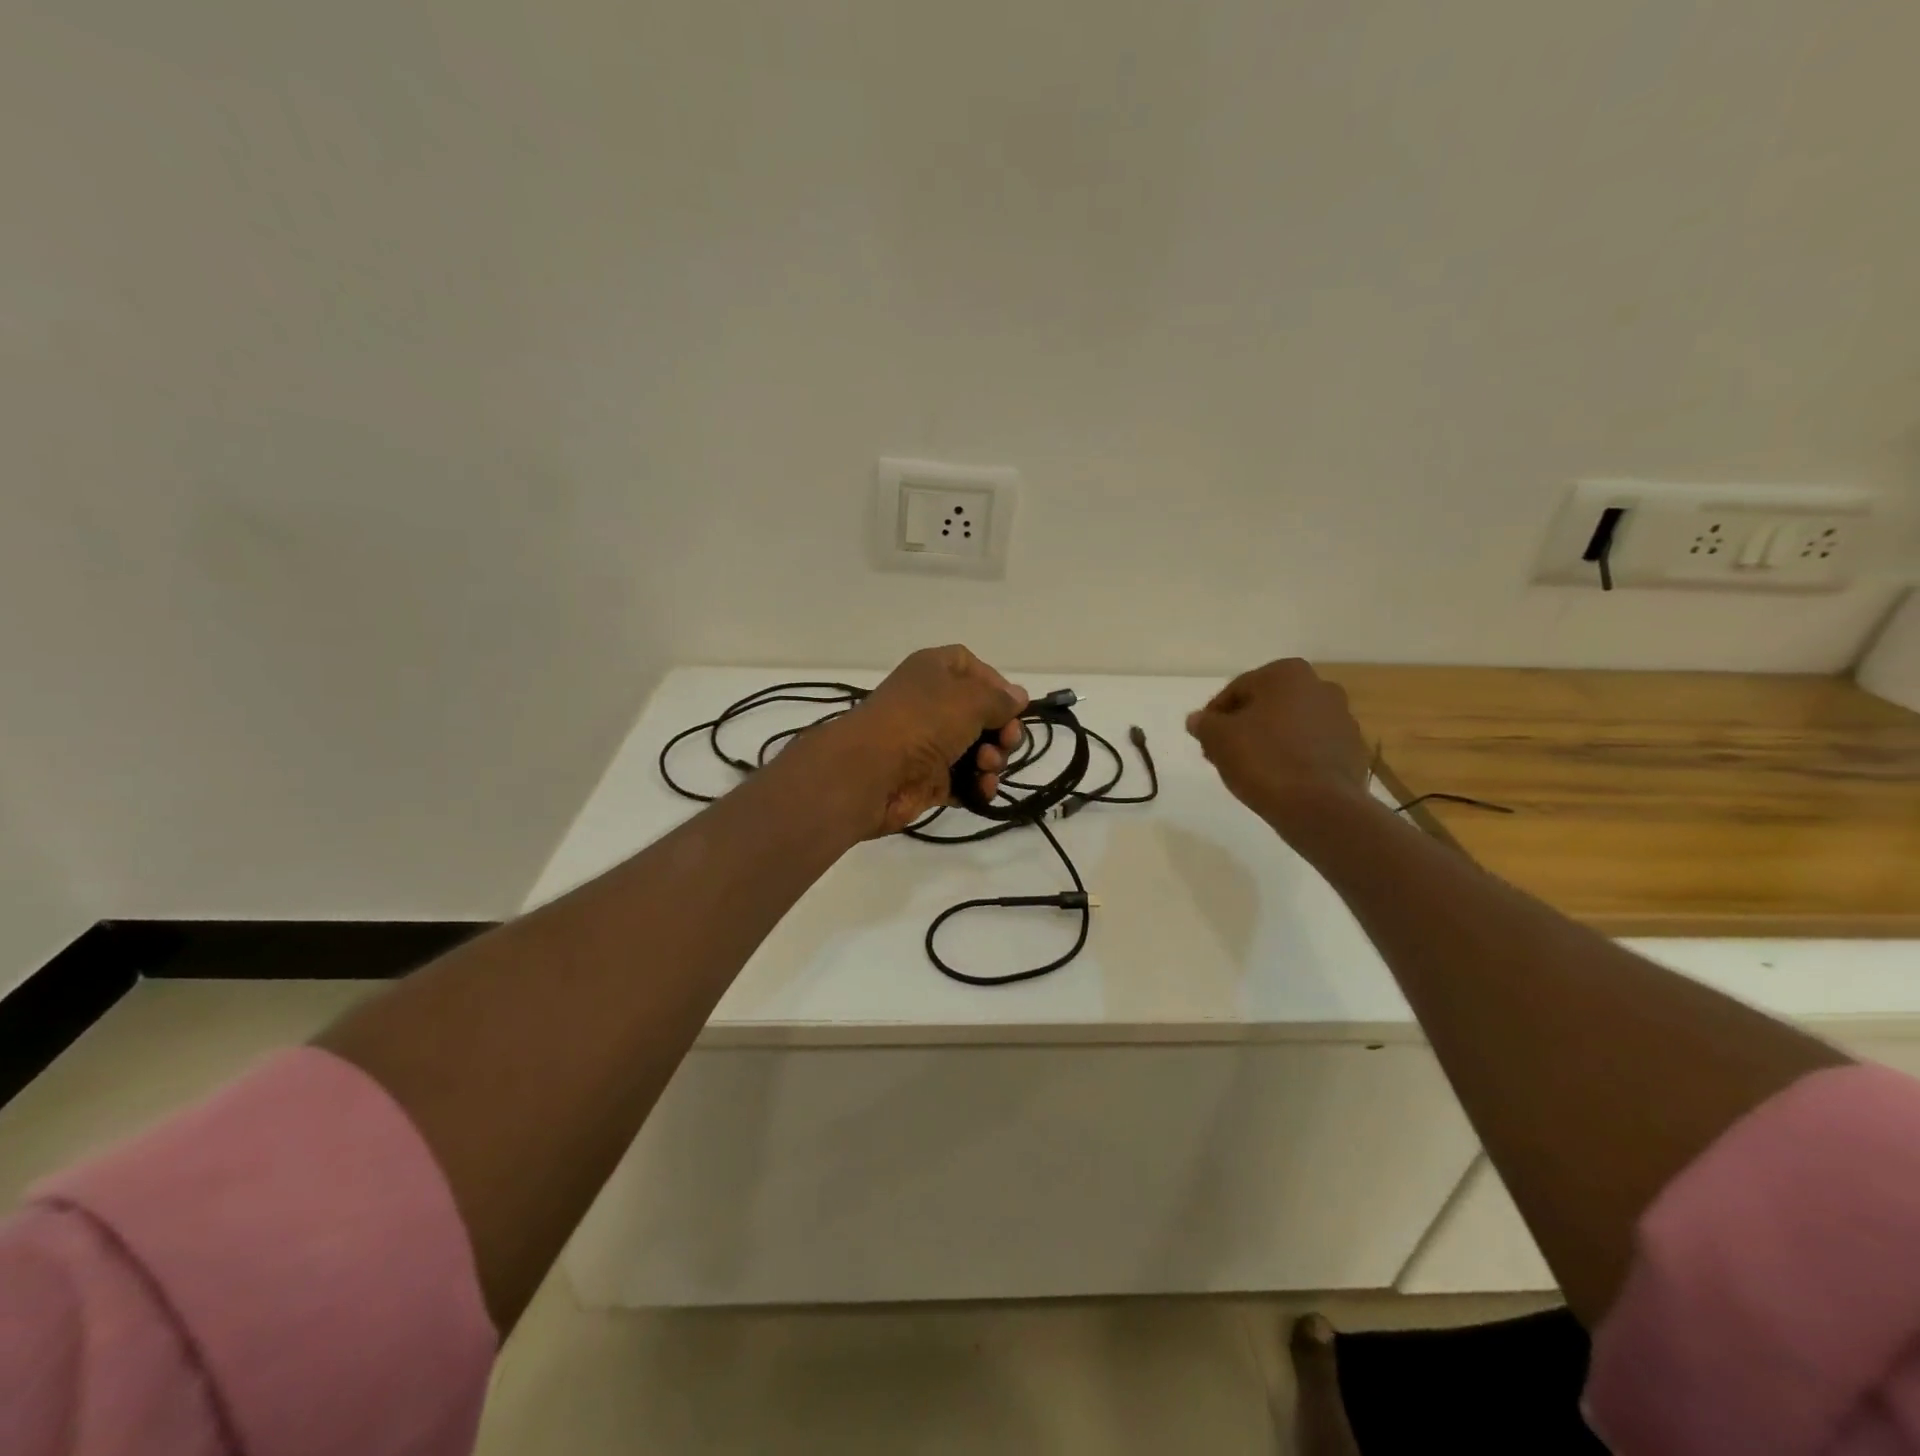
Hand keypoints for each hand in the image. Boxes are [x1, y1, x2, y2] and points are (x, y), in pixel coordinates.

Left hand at [819, 646, 1027, 835]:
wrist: (871, 773)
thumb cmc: (922, 722)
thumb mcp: (970, 700)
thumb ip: (1000, 700)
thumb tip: (1018, 697)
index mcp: (934, 671)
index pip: (972, 667)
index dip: (996, 685)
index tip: (1013, 706)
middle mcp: (931, 703)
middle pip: (981, 714)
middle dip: (1001, 731)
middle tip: (1006, 743)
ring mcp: (930, 743)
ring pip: (977, 749)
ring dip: (992, 760)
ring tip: (986, 768)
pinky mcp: (928, 779)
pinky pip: (964, 780)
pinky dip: (977, 785)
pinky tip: (982, 789)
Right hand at [1185, 659, 1370, 836]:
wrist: (1319, 806)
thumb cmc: (1263, 760)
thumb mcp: (1218, 739)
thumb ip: (1204, 724)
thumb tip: (1198, 720)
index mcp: (1287, 674)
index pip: (1237, 689)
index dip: (1215, 715)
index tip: (1205, 739)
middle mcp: (1320, 687)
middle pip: (1267, 705)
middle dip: (1244, 726)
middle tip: (1223, 753)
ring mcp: (1342, 719)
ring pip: (1291, 726)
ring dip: (1269, 740)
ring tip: (1250, 769)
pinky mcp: (1353, 750)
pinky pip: (1312, 748)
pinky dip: (1293, 757)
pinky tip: (1278, 778)